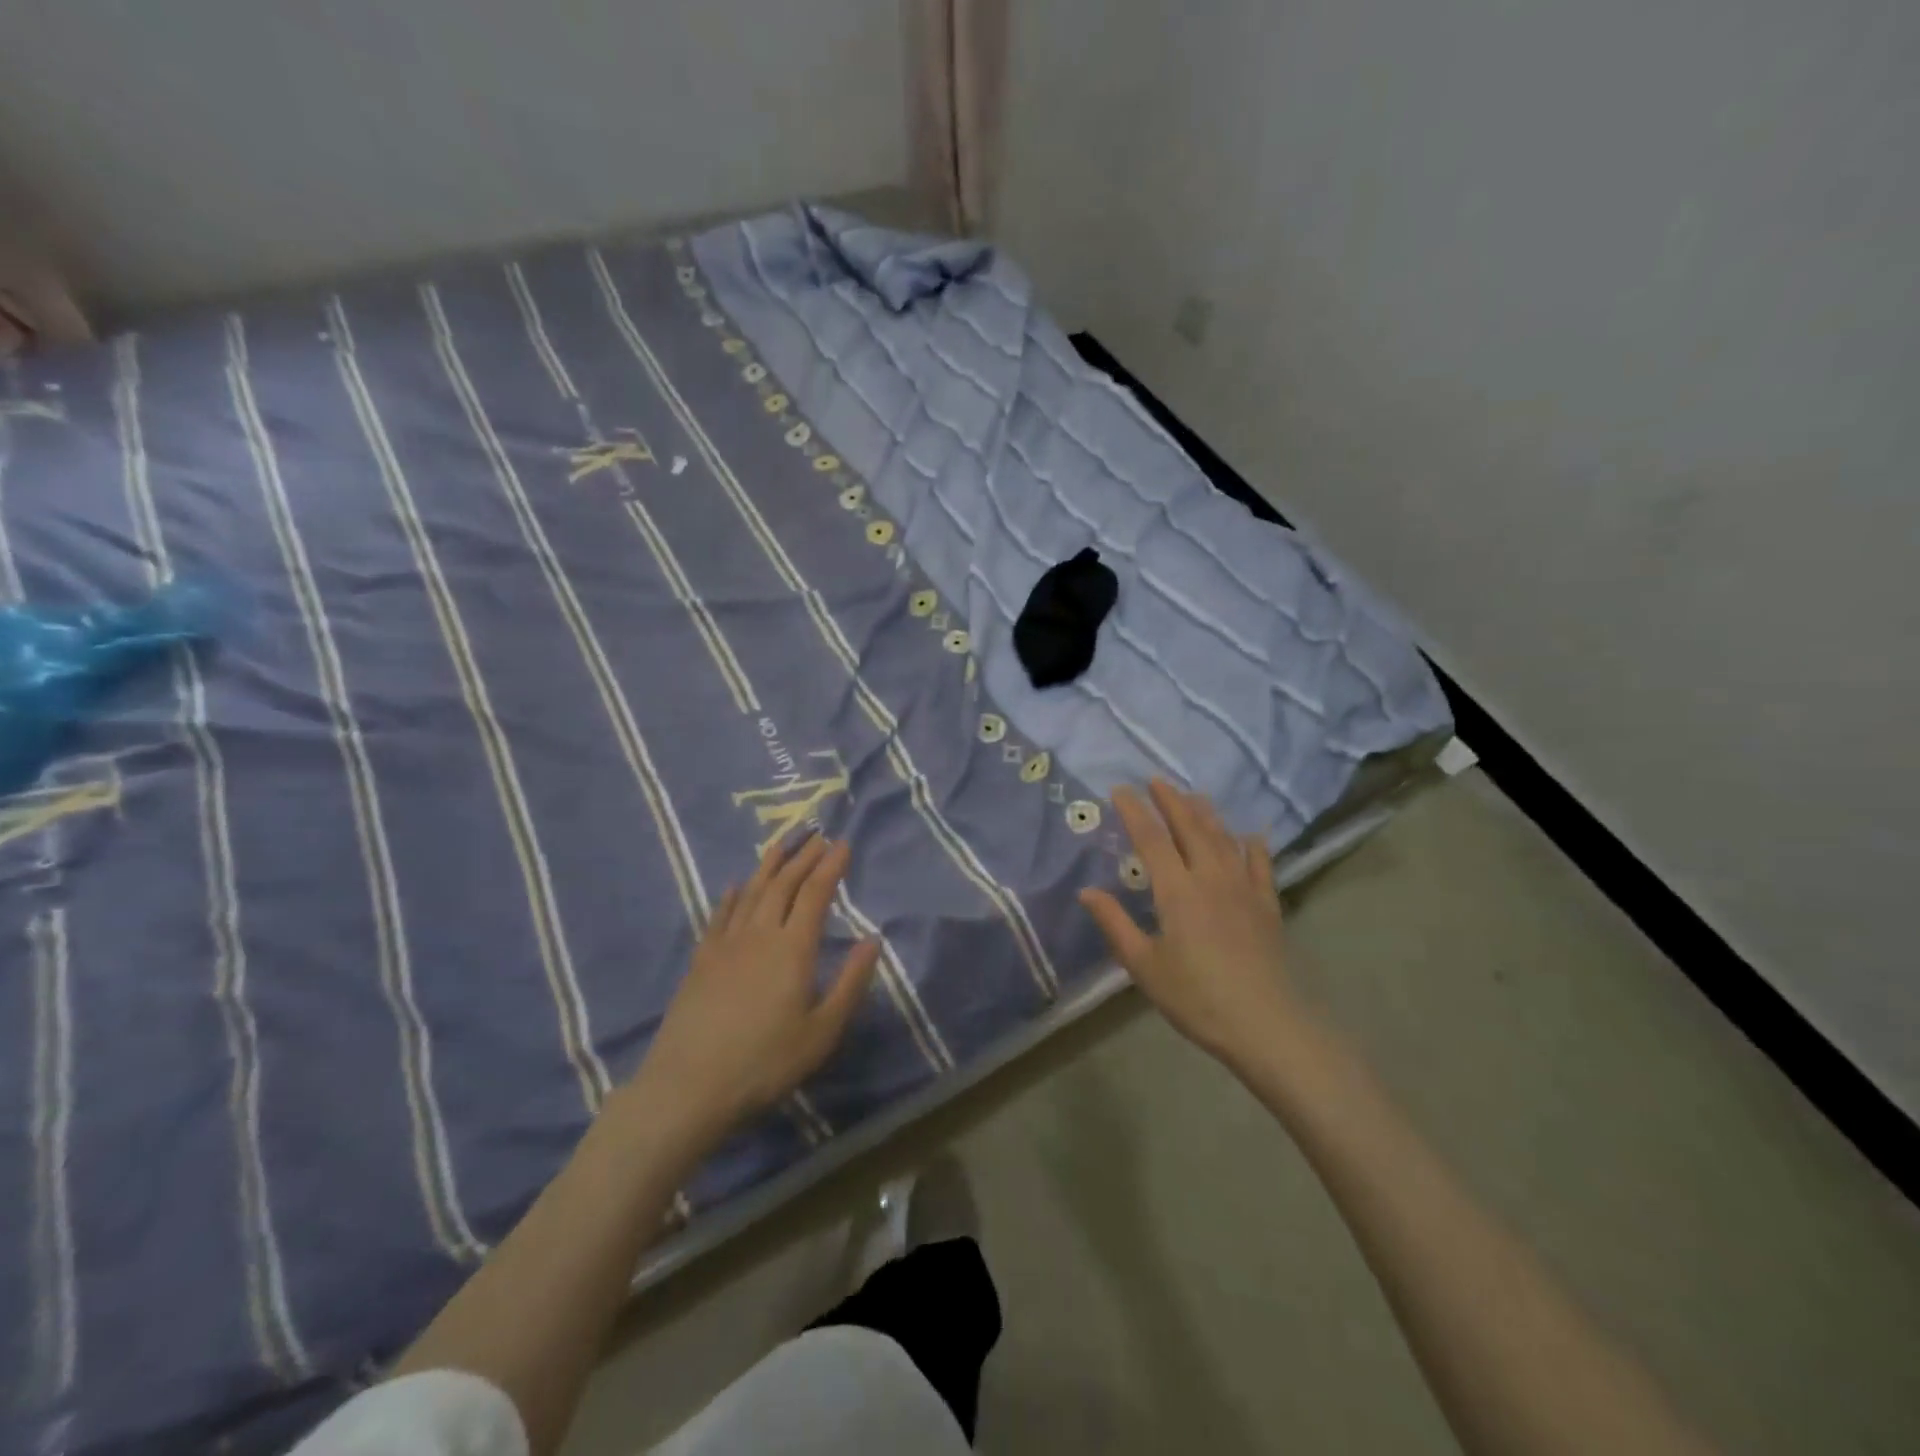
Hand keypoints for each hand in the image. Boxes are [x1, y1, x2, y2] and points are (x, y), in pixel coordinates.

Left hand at [632, 833, 879, 1143]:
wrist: (688, 1087)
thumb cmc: (765, 1063)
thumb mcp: (822, 1032)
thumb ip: (851, 983)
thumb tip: (873, 940)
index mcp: (793, 949)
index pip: (816, 894)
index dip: (831, 866)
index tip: (843, 844)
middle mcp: (760, 934)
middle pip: (783, 884)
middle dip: (804, 857)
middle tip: (818, 835)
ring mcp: (726, 945)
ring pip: (751, 892)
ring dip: (770, 865)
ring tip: (783, 844)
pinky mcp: (701, 960)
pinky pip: (719, 916)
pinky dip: (731, 896)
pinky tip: (735, 886)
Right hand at [1080, 780, 1298, 1066]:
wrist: (1266, 1024)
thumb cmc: (1196, 997)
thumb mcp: (1144, 966)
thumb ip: (1115, 924)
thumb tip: (1086, 892)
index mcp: (1177, 890)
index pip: (1150, 838)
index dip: (1134, 810)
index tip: (1120, 790)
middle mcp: (1210, 877)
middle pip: (1189, 827)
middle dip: (1171, 800)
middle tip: (1156, 780)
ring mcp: (1244, 888)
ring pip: (1223, 838)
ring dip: (1206, 813)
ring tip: (1193, 795)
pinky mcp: (1267, 905)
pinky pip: (1260, 864)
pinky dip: (1253, 846)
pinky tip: (1251, 835)